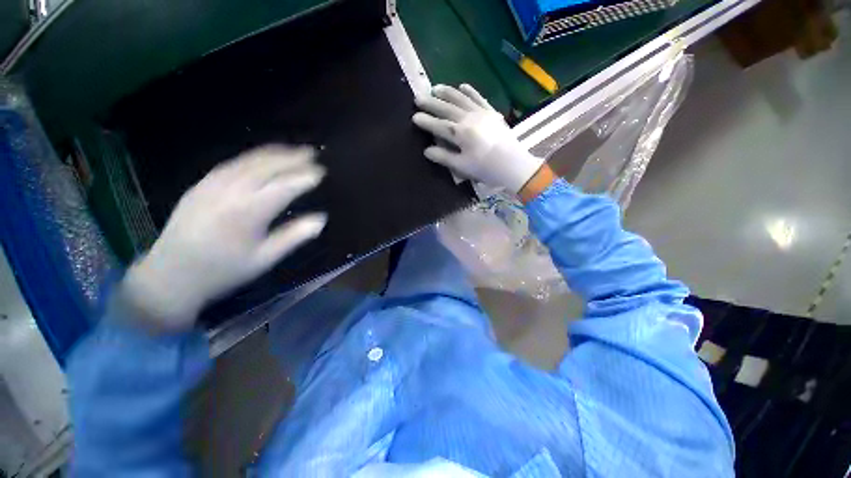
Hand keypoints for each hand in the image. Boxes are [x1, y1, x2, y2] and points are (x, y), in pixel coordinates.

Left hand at [120, 145, 326, 331]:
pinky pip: (231, 164)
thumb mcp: (265, 259)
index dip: (303, 177)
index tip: (321, 172)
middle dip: (291, 158)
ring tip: (292, 150)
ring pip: (247, 161)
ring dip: (273, 153)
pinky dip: (252, 157)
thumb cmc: (224, 270)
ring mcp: (212, 185)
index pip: (283, 187)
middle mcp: (230, 192)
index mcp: (248, 212)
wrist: (171, 275)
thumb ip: (294, 236)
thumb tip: (320, 220)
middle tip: (311, 154)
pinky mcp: (201, 185)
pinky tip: (263, 158)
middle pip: (266, 167)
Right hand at [413, 84, 545, 192]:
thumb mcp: (462, 166)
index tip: (414, 117)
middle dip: (431, 103)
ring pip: (461, 99)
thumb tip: (427, 150)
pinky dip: (470, 91)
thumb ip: (444, 157)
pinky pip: (479, 98)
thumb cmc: (486, 168)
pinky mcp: (492, 112)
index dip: (426, 121)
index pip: (439, 125)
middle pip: (447, 108)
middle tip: (418, 98)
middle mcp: (469, 118)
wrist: (513, 164)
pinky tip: (462, 85)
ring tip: (434, 88)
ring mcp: (481, 113)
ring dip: (447, 92)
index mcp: (461, 133)